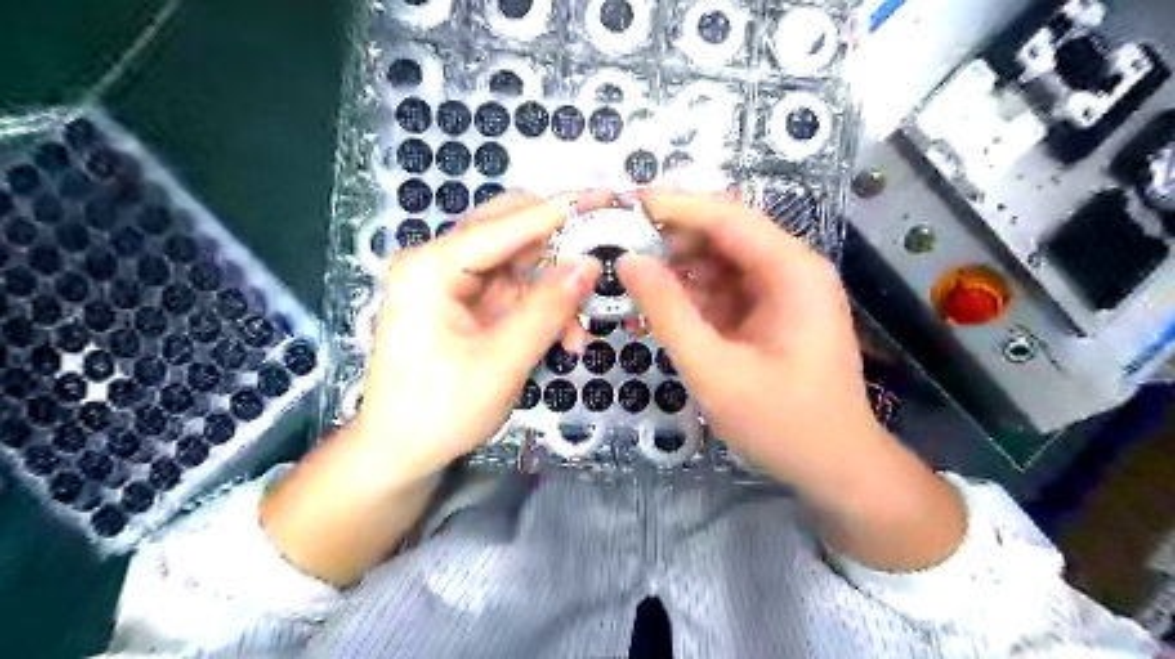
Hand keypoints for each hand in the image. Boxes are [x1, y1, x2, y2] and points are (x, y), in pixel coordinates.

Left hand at [354, 189, 600, 478]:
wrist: (400, 453)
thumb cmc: (440, 411)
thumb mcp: (502, 361)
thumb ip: (548, 309)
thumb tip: (591, 264)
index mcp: (431, 267)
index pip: (505, 225)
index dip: (559, 211)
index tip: (606, 197)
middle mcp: (438, 263)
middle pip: (508, 230)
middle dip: (558, 244)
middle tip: (604, 247)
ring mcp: (452, 283)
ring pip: (518, 262)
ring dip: (555, 287)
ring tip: (582, 325)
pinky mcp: (465, 304)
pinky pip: (514, 291)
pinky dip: (542, 308)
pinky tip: (565, 336)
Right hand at [616, 190, 963, 570]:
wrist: (836, 467)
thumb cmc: (782, 423)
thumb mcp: (715, 370)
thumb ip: (669, 312)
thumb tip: (628, 261)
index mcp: (791, 271)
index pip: (726, 215)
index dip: (672, 206)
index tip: (622, 205)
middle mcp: (791, 268)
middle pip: (722, 233)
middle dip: (670, 240)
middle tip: (617, 252)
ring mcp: (782, 291)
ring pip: (719, 261)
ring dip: (676, 270)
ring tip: (631, 283)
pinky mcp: (770, 312)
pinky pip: (724, 290)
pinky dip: (691, 297)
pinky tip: (660, 311)